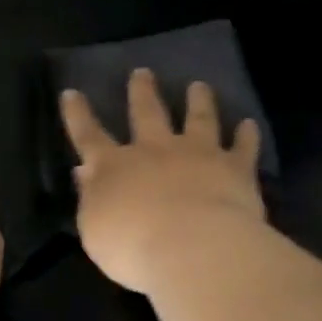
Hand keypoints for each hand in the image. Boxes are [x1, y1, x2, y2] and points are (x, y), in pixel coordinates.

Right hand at [61, 69, 265, 293]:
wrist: (194, 248)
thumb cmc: (134, 248)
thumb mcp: (95, 230)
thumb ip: (91, 199)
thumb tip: (84, 172)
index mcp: (115, 168)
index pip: (89, 136)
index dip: (78, 115)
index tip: (71, 92)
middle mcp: (156, 151)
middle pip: (147, 113)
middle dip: (142, 92)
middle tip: (142, 72)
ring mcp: (198, 154)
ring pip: (199, 119)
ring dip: (199, 101)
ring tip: (199, 85)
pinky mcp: (234, 167)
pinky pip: (242, 147)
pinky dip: (246, 135)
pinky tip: (249, 124)